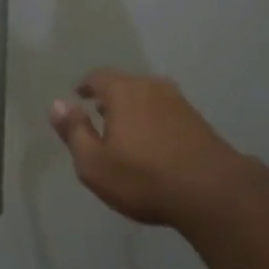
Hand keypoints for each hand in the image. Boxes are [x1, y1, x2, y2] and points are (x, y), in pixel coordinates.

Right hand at [48, 70, 248, 228]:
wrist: (211, 191)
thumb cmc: (143, 177)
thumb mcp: (94, 163)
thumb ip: (74, 131)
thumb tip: (57, 104)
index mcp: (123, 90)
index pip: (98, 76)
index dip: (85, 86)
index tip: (79, 97)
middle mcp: (152, 86)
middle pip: (124, 84)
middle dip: (110, 98)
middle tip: (99, 116)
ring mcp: (179, 101)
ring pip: (147, 97)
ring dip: (133, 109)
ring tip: (125, 131)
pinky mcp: (197, 119)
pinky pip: (165, 111)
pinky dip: (153, 120)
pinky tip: (153, 143)